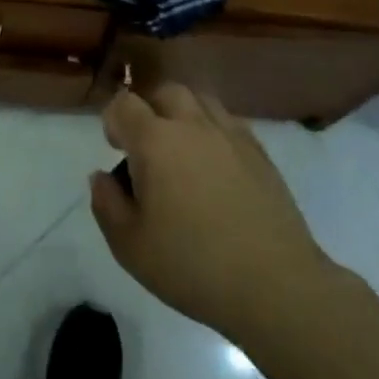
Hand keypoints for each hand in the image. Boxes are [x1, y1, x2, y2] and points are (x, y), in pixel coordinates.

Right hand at [90, 85, 339, 346]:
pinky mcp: (260, 154)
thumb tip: (102, 176)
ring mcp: (231, 136)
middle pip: (165, 92)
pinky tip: (216, 165)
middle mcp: (192, 125)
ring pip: (201, 100)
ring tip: (183, 149)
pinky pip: (230, 123)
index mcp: (155, 141)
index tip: (116, 148)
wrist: (276, 287)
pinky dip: (215, 132)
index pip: (124, 104)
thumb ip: (106, 204)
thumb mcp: (129, 246)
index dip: (114, 120)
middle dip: (150, 109)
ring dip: (184, 114)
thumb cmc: (193, 266)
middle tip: (148, 146)